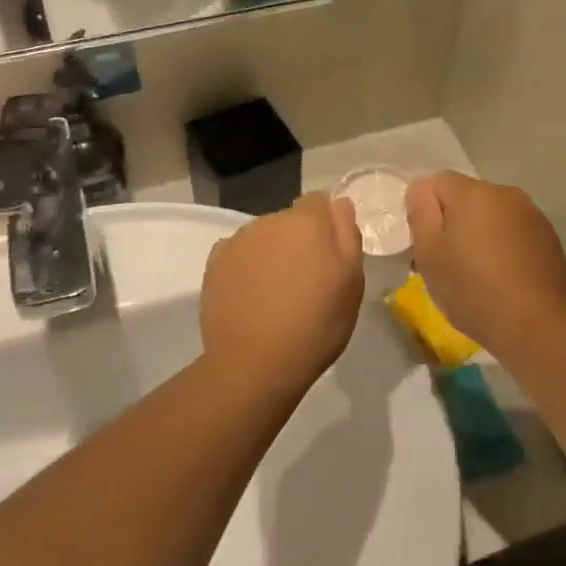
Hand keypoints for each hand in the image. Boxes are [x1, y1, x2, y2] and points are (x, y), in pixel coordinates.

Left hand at [201, 193, 363, 395]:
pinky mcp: (214, 264)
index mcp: (306, 222)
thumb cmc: (316, 324)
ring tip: (278, 293)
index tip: (331, 255)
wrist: (255, 364)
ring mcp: (237, 241)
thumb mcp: (351, 282)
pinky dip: (247, 267)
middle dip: (300, 240)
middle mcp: (268, 221)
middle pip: (290, 219)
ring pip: (263, 236)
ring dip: (272, 253)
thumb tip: (339, 204)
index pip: (320, 201)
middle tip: (308, 280)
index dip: (328, 224)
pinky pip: (239, 254)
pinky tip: (252, 296)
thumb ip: (347, 234)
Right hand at [406, 173, 565, 357]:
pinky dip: (503, 247)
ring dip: (479, 234)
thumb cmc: (472, 288)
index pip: (435, 182)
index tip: (423, 244)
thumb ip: (420, 212)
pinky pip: (513, 232)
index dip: (423, 210)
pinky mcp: (549, 238)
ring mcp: (532, 215)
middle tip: (444, 262)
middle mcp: (506, 193)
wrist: (535, 326)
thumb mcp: (428, 253)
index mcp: (473, 192)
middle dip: (452, 222)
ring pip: (491, 215)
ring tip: (476, 273)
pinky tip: (502, 278)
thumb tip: (422, 191)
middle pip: (466, 197)